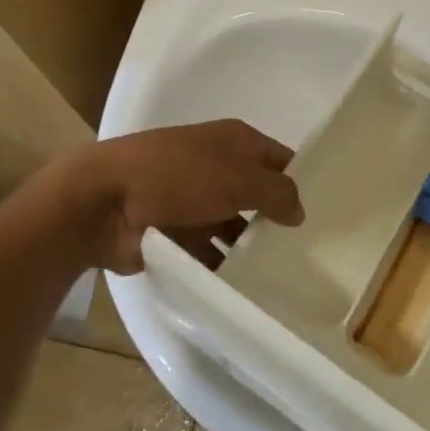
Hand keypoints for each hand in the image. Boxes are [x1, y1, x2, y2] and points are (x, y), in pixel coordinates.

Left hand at [77, 120, 304, 274]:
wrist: (102, 202)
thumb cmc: (176, 176)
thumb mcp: (236, 178)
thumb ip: (276, 192)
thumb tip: (300, 211)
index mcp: (234, 141)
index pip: (280, 158)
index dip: (301, 180)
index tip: (328, 211)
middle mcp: (217, 167)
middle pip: (258, 194)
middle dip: (278, 218)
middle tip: (310, 251)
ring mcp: (195, 201)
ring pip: (235, 226)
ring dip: (250, 248)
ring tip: (282, 276)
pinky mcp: (176, 234)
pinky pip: (209, 252)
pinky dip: (223, 267)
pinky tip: (245, 289)